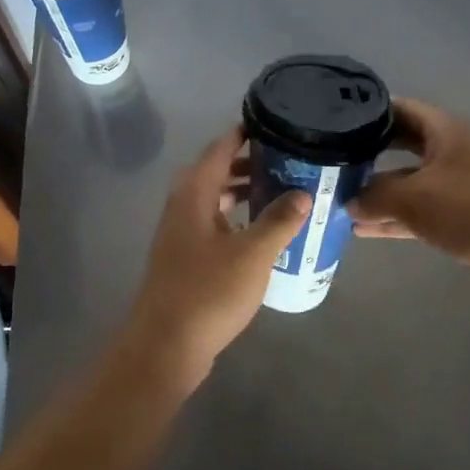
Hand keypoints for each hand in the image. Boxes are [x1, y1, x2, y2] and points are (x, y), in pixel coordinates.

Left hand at [126, 127, 311, 374]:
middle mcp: (182, 208)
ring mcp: (180, 236)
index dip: (242, 134)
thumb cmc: (208, 292)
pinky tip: (261, 234)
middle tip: (285, 160)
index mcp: (193, 195)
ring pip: (213, 202)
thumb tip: (303, 193)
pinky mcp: (185, 261)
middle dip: (248, 164)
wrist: (165, 347)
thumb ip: (279, 220)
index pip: (218, 150)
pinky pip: (214, 226)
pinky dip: (236, 220)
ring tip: (280, 192)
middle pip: (214, 173)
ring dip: (242, 194)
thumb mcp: (253, 253)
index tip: (272, 123)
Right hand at [348, 98, 469, 288]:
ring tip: (337, 200)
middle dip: (369, 154)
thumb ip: (375, 196)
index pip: (401, 109)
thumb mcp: (413, 198)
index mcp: (444, 132)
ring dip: (377, 192)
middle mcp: (449, 152)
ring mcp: (454, 185)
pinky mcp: (457, 216)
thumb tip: (349, 201)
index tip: (337, 120)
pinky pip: (417, 211)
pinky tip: (362, 229)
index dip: (370, 112)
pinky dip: (393, 218)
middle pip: (401, 146)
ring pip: (407, 183)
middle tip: (333, 160)